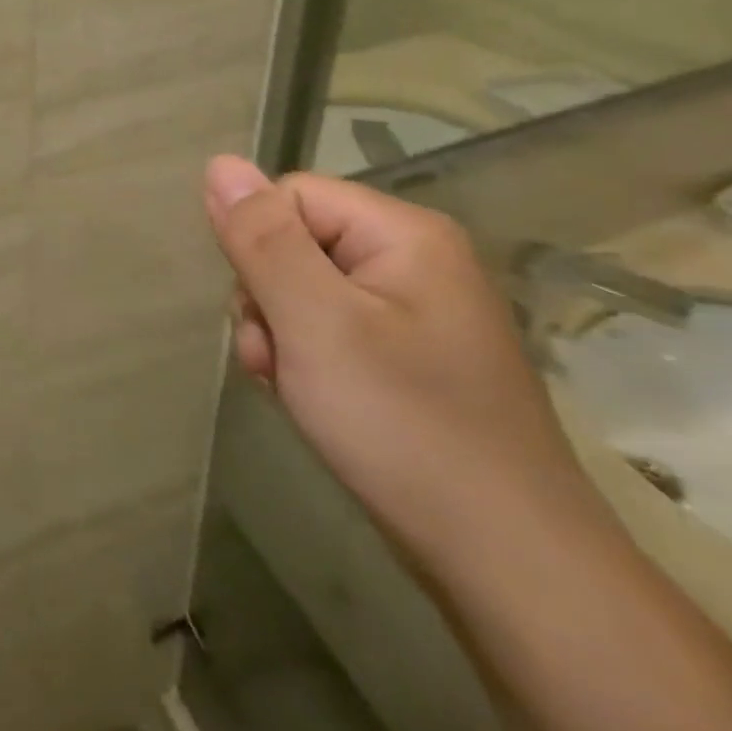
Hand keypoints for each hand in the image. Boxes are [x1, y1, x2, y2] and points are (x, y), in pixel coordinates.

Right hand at [203, 156, 597, 563]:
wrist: (511, 567)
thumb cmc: (405, 427)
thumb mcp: (315, 323)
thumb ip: (262, 239)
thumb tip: (220, 162)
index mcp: (404, 233)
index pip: (289, 196)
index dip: (260, 249)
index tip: (268, 316)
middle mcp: (415, 259)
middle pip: (295, 243)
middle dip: (268, 300)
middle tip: (280, 360)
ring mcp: (417, 312)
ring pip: (305, 291)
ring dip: (281, 336)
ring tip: (298, 390)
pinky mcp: (411, 358)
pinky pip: (332, 331)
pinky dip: (308, 362)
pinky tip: (315, 403)